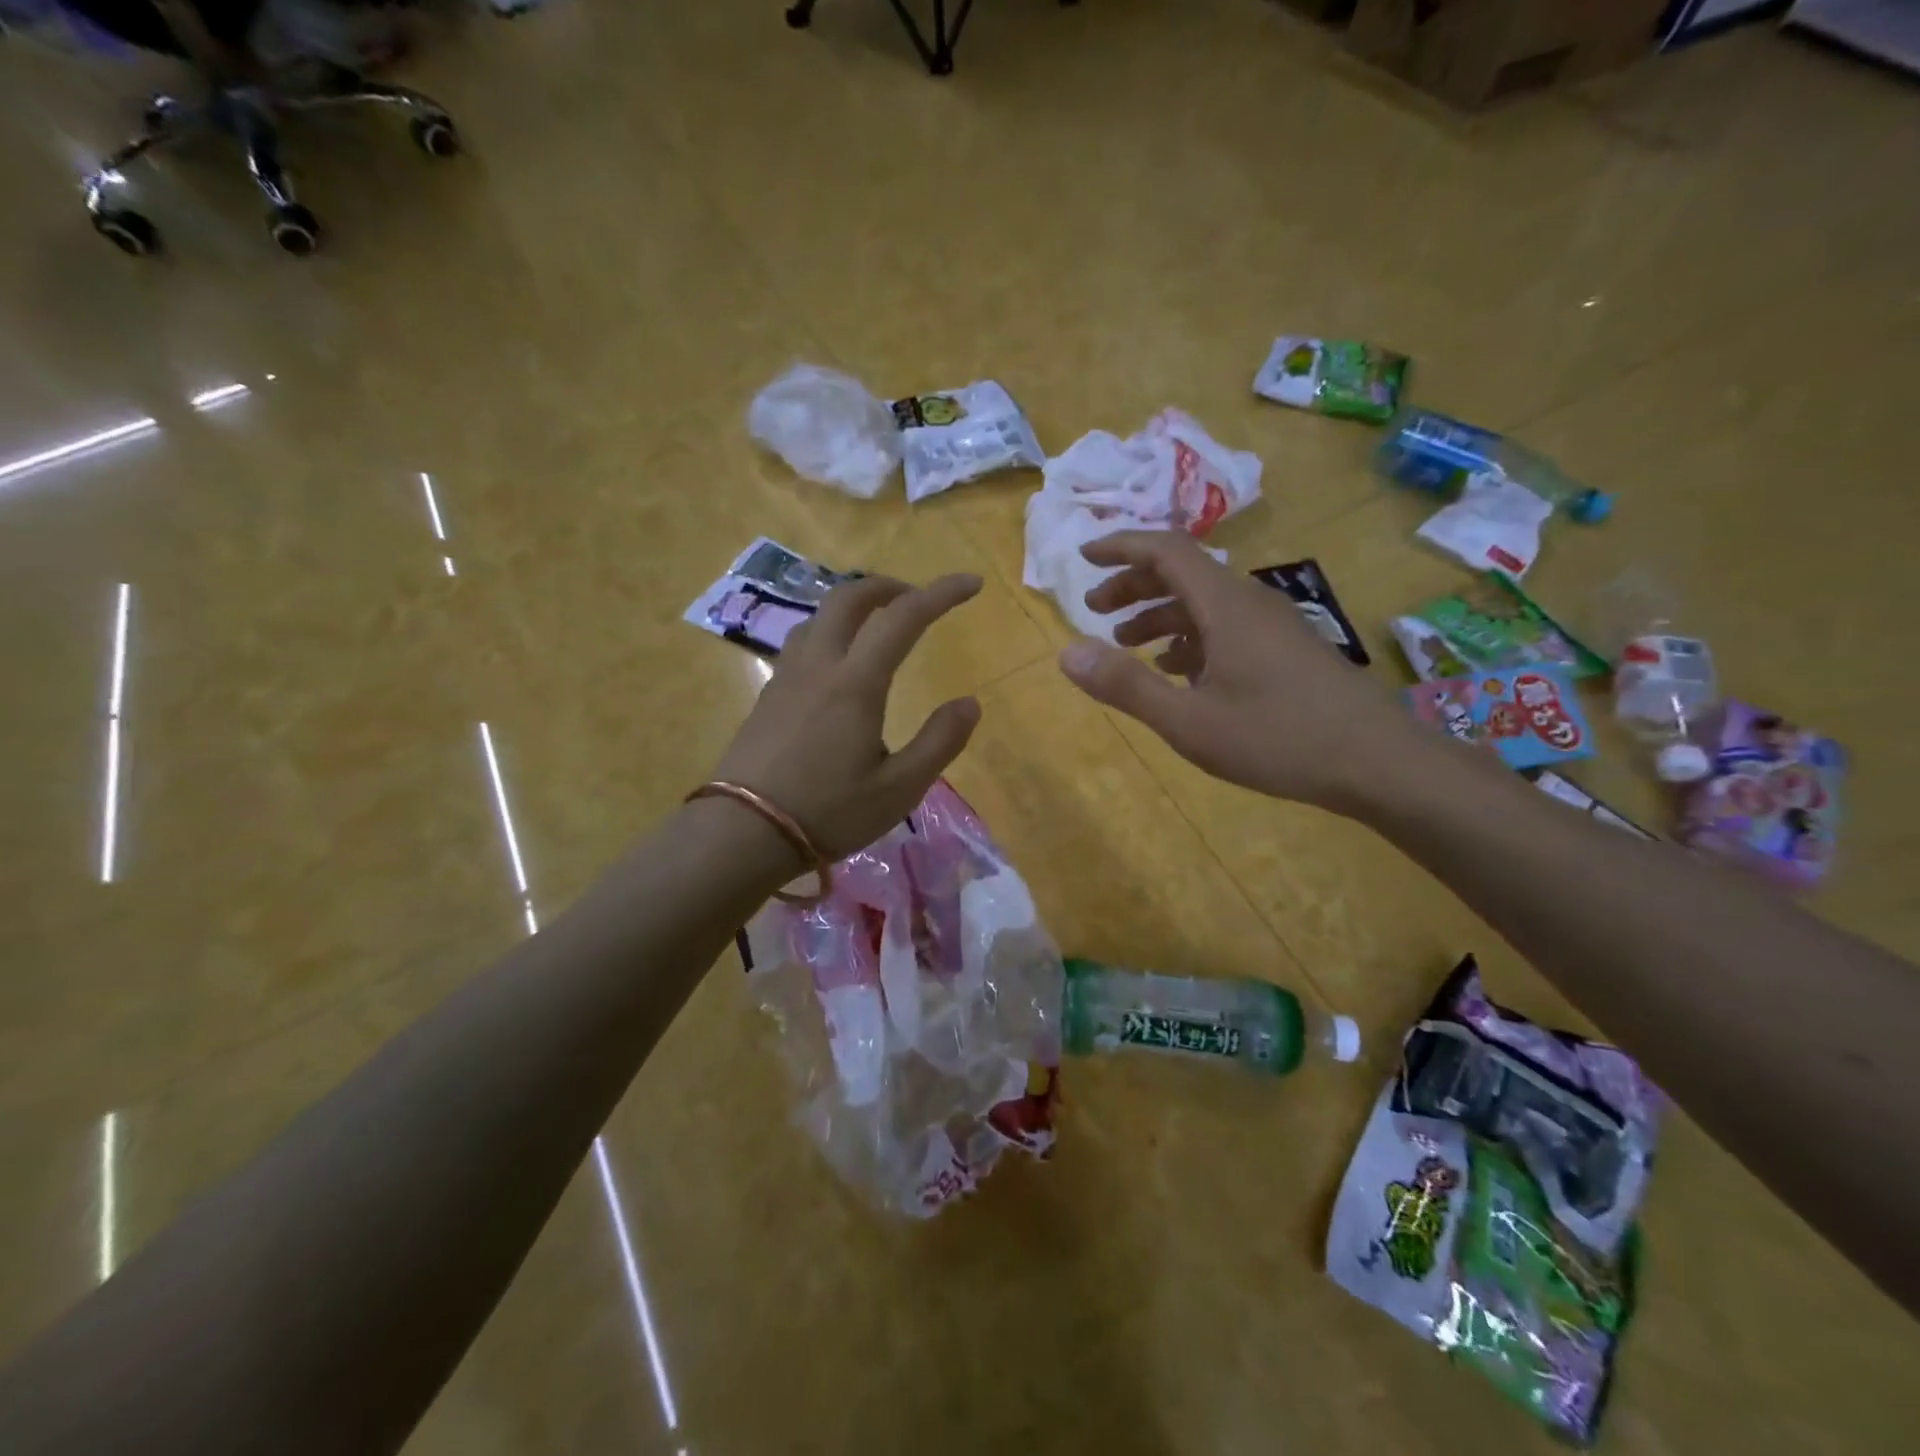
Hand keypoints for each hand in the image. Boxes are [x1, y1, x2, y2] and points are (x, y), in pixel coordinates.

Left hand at [711, 573, 983, 859]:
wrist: (742, 832)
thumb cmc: (828, 813)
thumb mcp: (899, 789)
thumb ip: (940, 742)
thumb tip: (969, 703)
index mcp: (856, 682)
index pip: (903, 617)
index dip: (941, 593)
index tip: (971, 584)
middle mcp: (819, 664)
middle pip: (851, 597)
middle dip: (890, 587)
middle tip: (918, 600)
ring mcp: (787, 676)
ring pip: (821, 615)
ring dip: (857, 605)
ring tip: (880, 624)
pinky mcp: (769, 694)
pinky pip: (804, 639)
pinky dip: (833, 629)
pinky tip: (839, 661)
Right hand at [1055, 531, 1417, 813]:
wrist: (1379, 762)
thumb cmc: (1278, 738)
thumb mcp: (1189, 720)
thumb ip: (1126, 686)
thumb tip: (1066, 653)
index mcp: (1224, 605)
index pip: (1166, 550)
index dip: (1121, 547)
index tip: (1084, 558)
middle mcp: (1249, 602)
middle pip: (1183, 572)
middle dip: (1133, 585)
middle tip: (1096, 611)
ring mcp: (1272, 625)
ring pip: (1204, 602)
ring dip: (1160, 614)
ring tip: (1128, 645)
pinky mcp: (1286, 650)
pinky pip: (1226, 627)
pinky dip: (1190, 637)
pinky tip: (1179, 673)